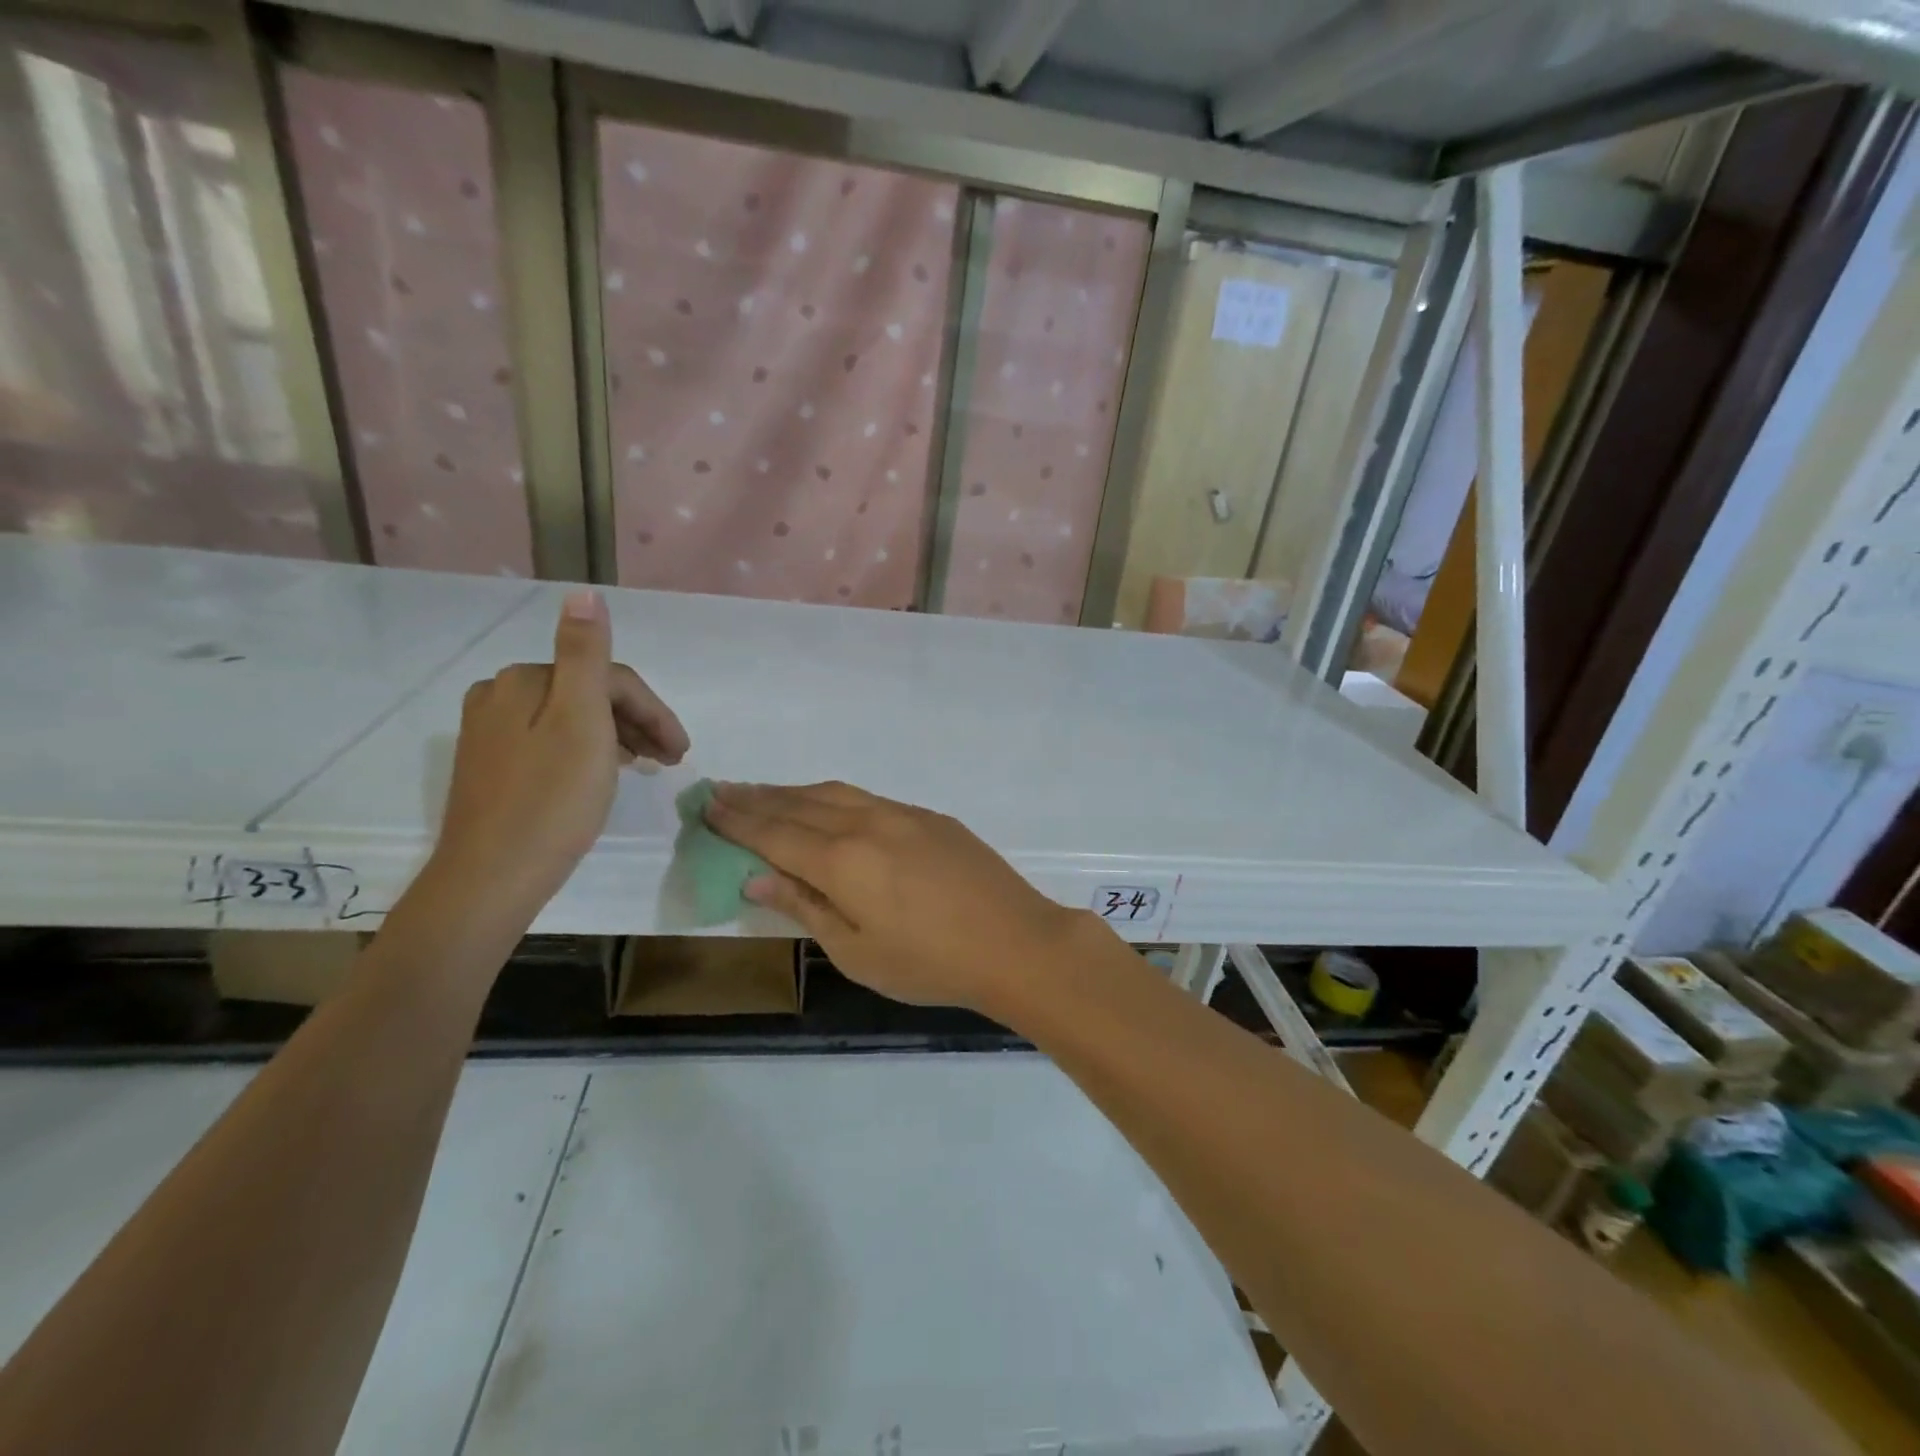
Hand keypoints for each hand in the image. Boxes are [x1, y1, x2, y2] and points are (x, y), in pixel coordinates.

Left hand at [430, 589, 688, 923]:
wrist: (492, 878)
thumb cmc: (552, 800)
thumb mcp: (581, 721)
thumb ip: (586, 655)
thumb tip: (584, 592)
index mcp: (525, 680)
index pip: (608, 678)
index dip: (653, 711)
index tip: (682, 751)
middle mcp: (500, 694)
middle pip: (589, 694)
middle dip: (637, 721)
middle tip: (671, 760)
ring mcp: (490, 731)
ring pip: (572, 718)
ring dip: (617, 735)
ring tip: (647, 766)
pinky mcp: (490, 765)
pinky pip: (552, 741)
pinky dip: (588, 750)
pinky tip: (602, 773)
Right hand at [704, 781, 1085, 1011]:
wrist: (1014, 941)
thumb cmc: (929, 962)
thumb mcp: (856, 951)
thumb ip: (805, 906)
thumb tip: (756, 877)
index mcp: (841, 860)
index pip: (774, 833)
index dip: (738, 820)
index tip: (708, 805)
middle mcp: (866, 823)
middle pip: (799, 804)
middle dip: (758, 798)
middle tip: (723, 791)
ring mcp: (902, 814)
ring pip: (834, 793)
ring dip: (794, 792)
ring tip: (765, 793)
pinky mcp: (929, 817)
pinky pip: (867, 798)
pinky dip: (833, 797)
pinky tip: (828, 806)